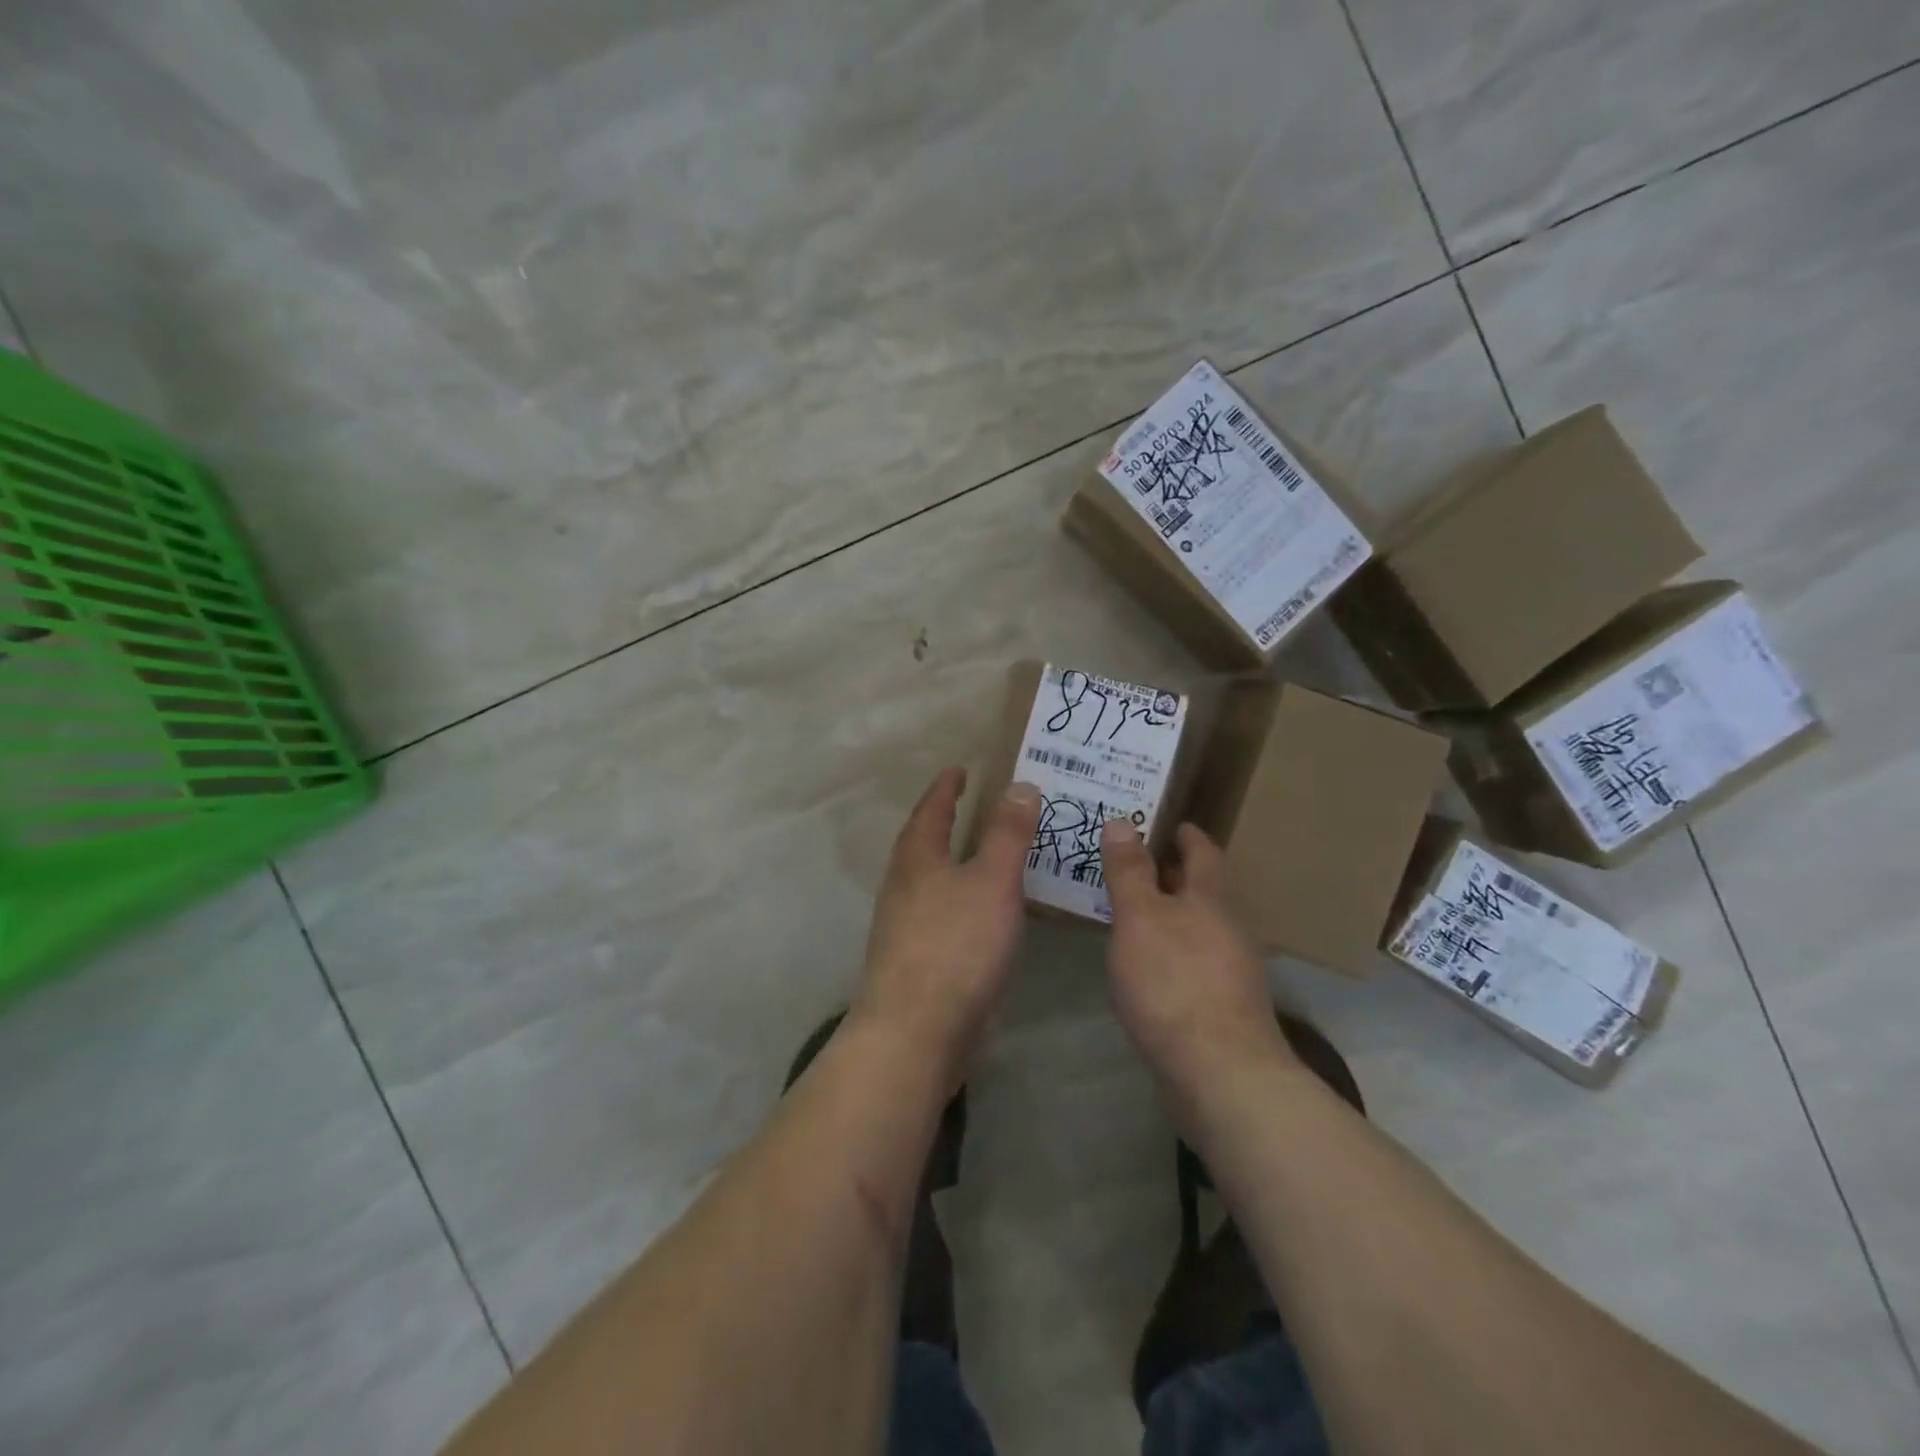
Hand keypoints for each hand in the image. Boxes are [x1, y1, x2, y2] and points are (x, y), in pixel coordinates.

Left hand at [853, 767, 1042, 1087]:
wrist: (915, 1032)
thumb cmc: (956, 946)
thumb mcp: (992, 882)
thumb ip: (1007, 834)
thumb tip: (1019, 785)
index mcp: (917, 859)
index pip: (931, 810)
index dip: (946, 788)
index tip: (958, 770)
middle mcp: (902, 887)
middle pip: (920, 843)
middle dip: (941, 822)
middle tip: (968, 807)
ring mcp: (901, 926)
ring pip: (926, 880)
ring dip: (948, 862)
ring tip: (978, 856)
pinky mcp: (911, 961)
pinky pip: (935, 913)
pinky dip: (956, 899)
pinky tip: (976, 916)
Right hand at [1100, 819, 1291, 1090]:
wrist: (1221, 1074)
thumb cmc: (1175, 982)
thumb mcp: (1140, 917)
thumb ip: (1129, 871)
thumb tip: (1122, 822)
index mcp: (1211, 899)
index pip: (1204, 853)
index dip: (1186, 835)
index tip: (1167, 823)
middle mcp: (1229, 929)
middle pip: (1203, 891)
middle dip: (1173, 875)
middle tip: (1133, 863)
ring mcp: (1231, 972)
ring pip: (1199, 928)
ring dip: (1171, 915)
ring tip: (1132, 912)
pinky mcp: (1224, 1008)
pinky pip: (1194, 962)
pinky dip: (1172, 951)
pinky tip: (1148, 967)